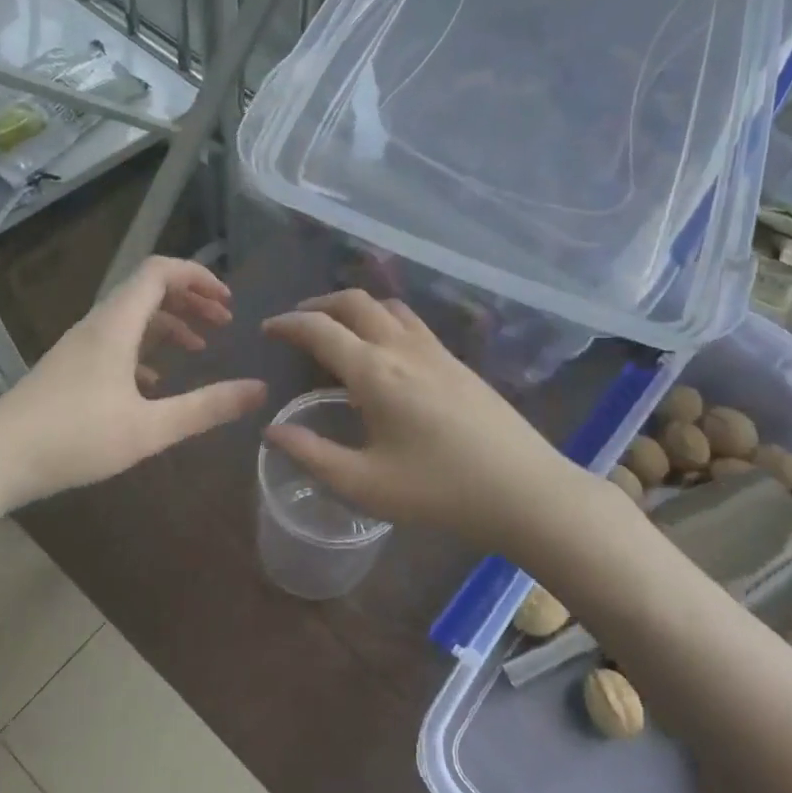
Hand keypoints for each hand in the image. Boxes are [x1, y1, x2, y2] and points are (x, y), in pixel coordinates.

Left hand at [0, 257, 267, 516]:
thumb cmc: (74, 439)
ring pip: (132, 317)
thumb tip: (260, 390)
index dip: (198, 276)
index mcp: (116, 325)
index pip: (160, 271)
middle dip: (190, 299)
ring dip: (169, 324)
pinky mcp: (68, 368)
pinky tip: (156, 382)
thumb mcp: (150, 428)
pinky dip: (145, 348)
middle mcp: (97, 325)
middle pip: (148, 290)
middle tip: (223, 322)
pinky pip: (115, 341)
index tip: (228, 302)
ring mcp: (79, 346)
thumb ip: (207, 408)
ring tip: (199, 349)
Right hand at [261, 290, 575, 548]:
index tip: (267, 329)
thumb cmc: (439, 491)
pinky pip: (411, 322)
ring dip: (355, 307)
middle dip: (319, 304)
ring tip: (339, 330)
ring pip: (387, 305)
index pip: (320, 329)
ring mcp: (435, 349)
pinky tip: (385, 352)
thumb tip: (272, 430)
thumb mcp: (365, 484)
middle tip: (299, 324)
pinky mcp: (458, 361)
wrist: (524, 489)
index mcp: (373, 371)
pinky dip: (383, 319)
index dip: (288, 323)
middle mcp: (402, 347)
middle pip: (354, 301)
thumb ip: (312, 455)